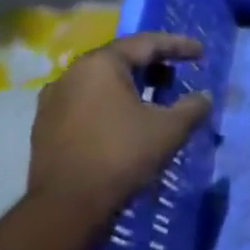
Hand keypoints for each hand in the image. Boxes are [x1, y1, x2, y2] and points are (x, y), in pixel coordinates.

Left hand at [27, 32, 211, 213]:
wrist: (67, 206)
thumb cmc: (123, 155)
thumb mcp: (171, 128)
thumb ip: (193, 106)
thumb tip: (204, 98)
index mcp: (100, 65)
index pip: (146, 43)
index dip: (178, 46)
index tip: (201, 53)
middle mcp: (71, 75)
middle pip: (121, 59)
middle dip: (154, 65)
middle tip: (178, 75)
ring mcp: (53, 101)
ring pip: (101, 82)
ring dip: (132, 86)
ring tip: (156, 100)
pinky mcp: (45, 126)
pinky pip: (87, 102)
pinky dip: (112, 104)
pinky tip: (127, 122)